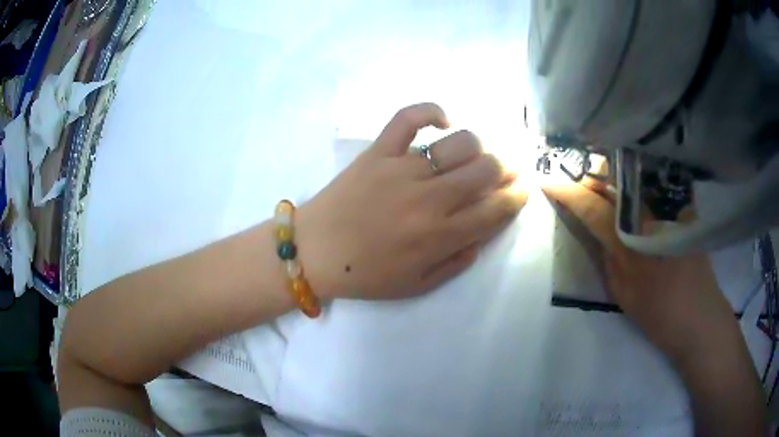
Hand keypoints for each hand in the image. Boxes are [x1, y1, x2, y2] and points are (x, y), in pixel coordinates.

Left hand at [296, 103, 526, 300]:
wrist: (314, 252)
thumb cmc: (365, 274)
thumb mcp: (418, 285)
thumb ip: (457, 262)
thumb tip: (482, 234)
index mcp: (441, 236)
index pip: (497, 209)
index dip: (517, 197)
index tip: (522, 190)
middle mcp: (430, 198)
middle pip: (487, 169)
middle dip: (507, 168)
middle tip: (507, 170)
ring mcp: (403, 168)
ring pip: (460, 142)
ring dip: (479, 146)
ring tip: (476, 154)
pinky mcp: (378, 151)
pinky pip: (408, 118)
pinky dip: (430, 111)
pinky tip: (443, 120)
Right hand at [542, 179, 736, 364]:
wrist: (700, 318)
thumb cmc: (660, 314)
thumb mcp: (622, 293)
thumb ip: (606, 257)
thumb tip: (594, 230)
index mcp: (631, 240)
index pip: (592, 206)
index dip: (567, 191)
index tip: (547, 180)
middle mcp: (651, 214)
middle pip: (615, 177)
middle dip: (590, 171)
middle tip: (574, 174)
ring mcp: (670, 207)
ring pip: (634, 175)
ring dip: (612, 172)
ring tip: (596, 176)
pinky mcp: (683, 208)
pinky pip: (653, 184)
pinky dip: (636, 180)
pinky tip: (630, 187)